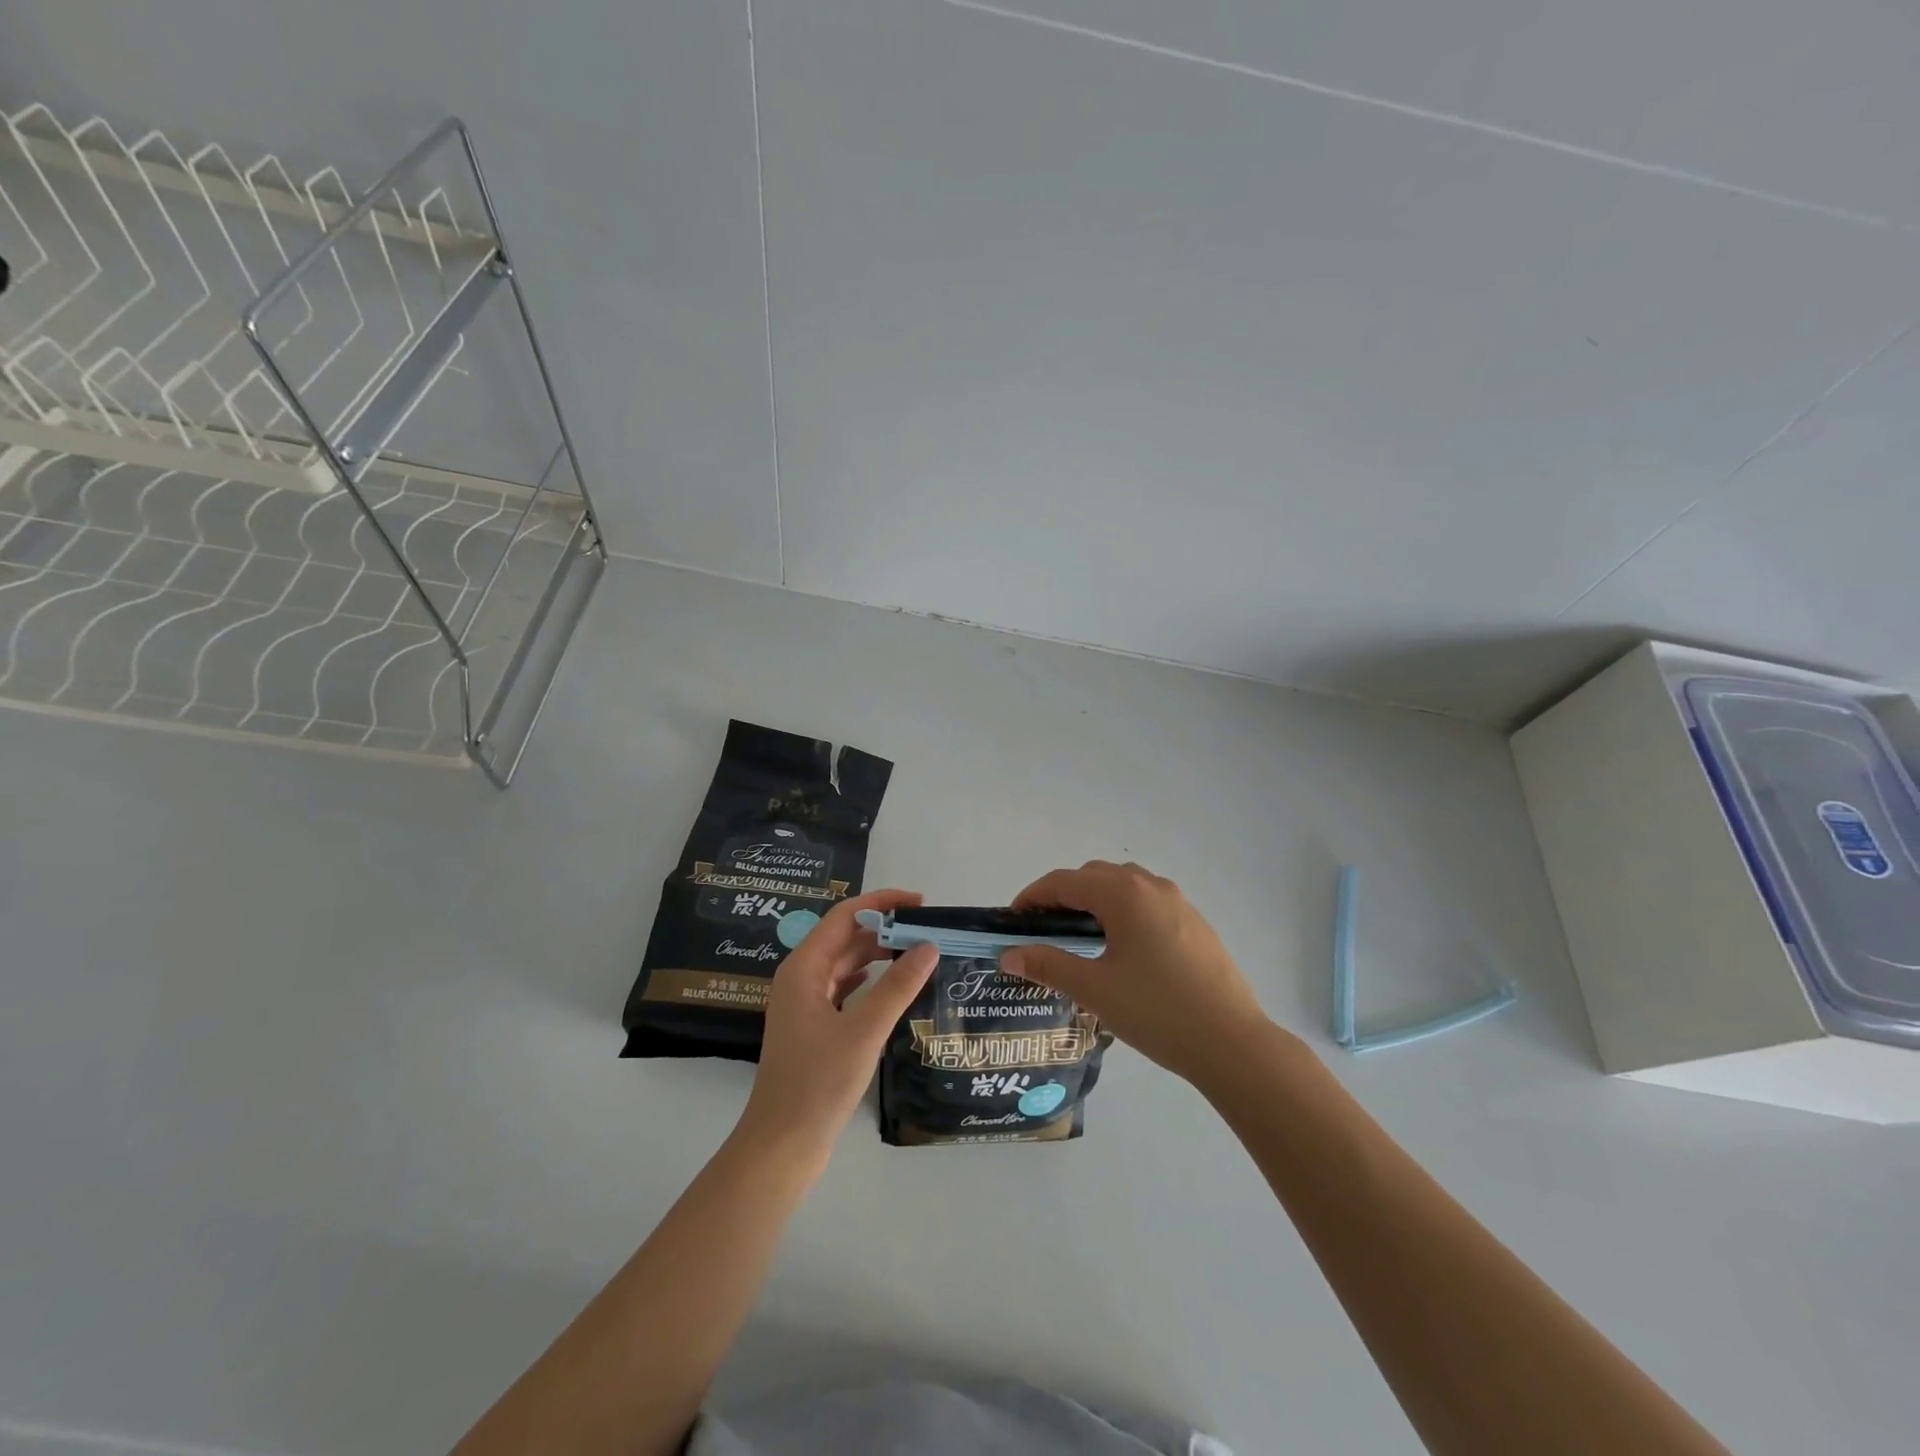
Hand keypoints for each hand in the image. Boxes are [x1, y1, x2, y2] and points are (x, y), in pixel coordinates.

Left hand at [738, 888, 937, 1155]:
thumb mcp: (864, 1030)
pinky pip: (845, 988)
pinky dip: (870, 979)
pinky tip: (892, 983)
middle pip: (845, 937)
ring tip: (918, 951)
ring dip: (879, 954)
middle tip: (927, 928)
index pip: (844, 916)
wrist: (783, 1144)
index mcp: (804, 968)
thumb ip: (898, 985)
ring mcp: (805, 1004)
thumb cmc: (819, 1081)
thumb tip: (929, 945)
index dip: (881, 902)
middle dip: (884, 927)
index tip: (919, 902)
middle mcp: (801, 978)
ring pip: (846, 964)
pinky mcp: (814, 1027)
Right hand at [1003, 860, 1277, 1083]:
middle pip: (1094, 875)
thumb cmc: (1156, 1011)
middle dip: (1063, 894)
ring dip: (1096, 898)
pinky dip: (1123, 909)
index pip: (1065, 881)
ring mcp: (1178, 902)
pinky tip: (1123, 947)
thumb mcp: (1094, 989)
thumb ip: (1048, 965)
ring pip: (1124, 884)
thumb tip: (1009, 955)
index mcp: (1123, 894)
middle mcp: (1150, 886)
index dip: (1034, 896)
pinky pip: (1147, 901)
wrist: (1231, 1042)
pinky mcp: (1195, 922)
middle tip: (1044, 929)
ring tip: (1081, 935)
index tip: (1014, 919)